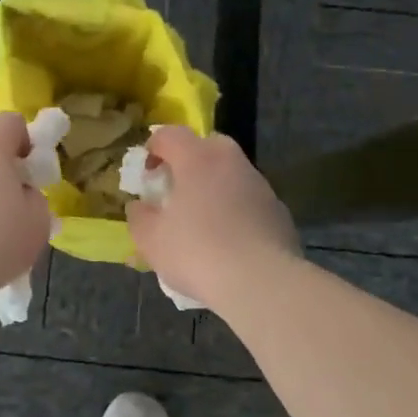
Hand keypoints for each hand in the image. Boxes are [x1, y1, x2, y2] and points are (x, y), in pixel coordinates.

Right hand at [125, 126, 299, 305]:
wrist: (261, 282)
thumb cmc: (197, 252)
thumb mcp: (151, 239)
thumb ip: (139, 216)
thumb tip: (139, 206)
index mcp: (197, 159)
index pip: (170, 134)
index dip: (153, 148)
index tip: (146, 173)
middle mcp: (231, 162)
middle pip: (207, 146)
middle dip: (189, 161)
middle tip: (176, 190)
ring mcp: (260, 185)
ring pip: (231, 174)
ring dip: (214, 187)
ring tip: (202, 221)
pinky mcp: (278, 211)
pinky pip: (249, 201)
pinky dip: (236, 210)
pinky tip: (228, 241)